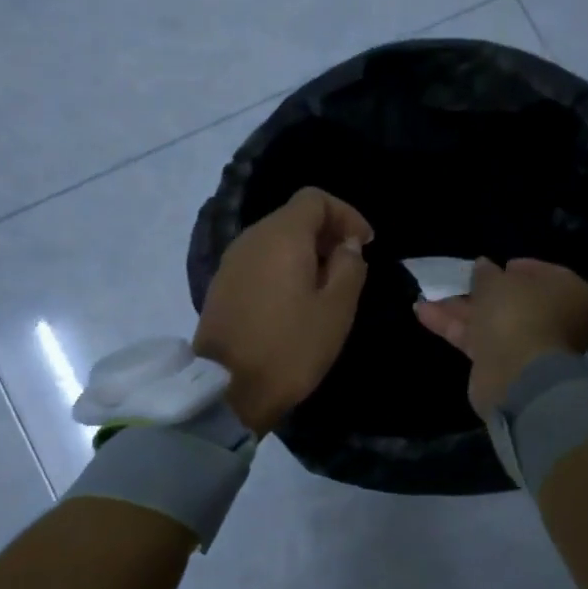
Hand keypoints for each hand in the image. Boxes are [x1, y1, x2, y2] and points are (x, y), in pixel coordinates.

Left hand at [194, 187, 373, 434]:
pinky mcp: (222, 286)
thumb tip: (346, 245)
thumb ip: (349, 267)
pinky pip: (260, 261)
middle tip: (351, 265)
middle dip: (327, 233)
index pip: (314, 199)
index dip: (345, 214)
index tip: (365, 243)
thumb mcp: (336, 309)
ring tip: (327, 284)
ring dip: (305, 252)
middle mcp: (251, 238)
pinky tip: (296, 299)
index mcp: (281, 236)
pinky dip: (284, 267)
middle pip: (293, 217)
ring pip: (275, 239)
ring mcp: (232, 262)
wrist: (228, 389)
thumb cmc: (291, 347)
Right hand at [414, 257, 587, 416]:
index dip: (516, 267)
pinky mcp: (502, 365)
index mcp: (566, 292)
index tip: (492, 265)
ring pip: (490, 320)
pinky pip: (477, 340)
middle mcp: (552, 318)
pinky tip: (423, 312)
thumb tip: (484, 266)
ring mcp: (527, 345)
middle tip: (456, 280)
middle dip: (480, 290)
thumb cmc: (518, 315)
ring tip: (426, 296)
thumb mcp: (496, 282)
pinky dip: (453, 326)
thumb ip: (486, 274)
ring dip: (459, 309)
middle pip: (512, 300)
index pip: (542, 273)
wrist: (518, 377)